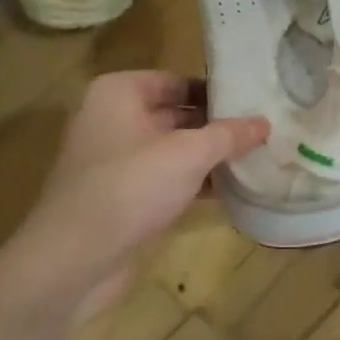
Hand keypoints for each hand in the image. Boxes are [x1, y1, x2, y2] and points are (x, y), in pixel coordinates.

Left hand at [0, 71, 268, 323]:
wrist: (74, 258)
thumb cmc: (131, 187)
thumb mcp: (189, 154)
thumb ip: (228, 135)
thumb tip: (264, 122)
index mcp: (119, 93)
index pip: (177, 81)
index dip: (215, 92)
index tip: (253, 104)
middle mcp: (111, 119)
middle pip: (175, 115)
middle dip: (215, 127)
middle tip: (262, 133)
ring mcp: (113, 160)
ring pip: (170, 150)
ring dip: (207, 158)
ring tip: (254, 160)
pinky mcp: (119, 196)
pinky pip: (163, 179)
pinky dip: (191, 183)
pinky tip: (228, 191)